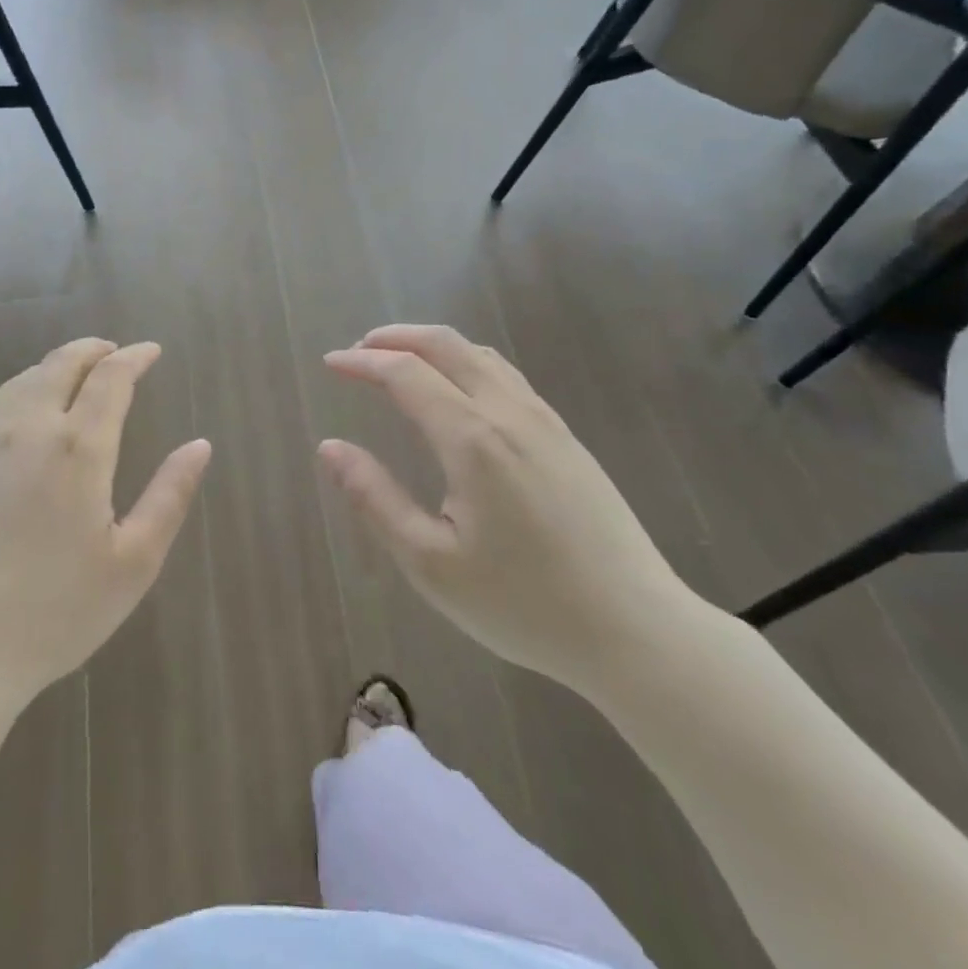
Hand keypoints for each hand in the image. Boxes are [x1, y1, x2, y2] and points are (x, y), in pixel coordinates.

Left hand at [0, 339, 211, 715]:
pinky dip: (9, 402)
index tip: (151, 352)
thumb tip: (200, 445)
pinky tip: (12, 418)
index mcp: (78, 449)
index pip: (110, 379)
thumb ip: (169, 496)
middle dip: (91, 350)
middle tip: (112, 353)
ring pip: (18, 384)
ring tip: (69, 377)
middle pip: (59, 365)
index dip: (134, 358)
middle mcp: (26, 431)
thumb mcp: (132, 563)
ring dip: (50, 369)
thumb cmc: (55, 614)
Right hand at [318, 325, 697, 690]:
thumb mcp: (430, 564)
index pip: (407, 373)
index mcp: (473, 441)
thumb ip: (375, 498)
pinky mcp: (566, 437)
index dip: (363, 362)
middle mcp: (509, 414)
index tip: (330, 363)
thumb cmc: (523, 604)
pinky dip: (465, 362)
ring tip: (398, 362)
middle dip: (395, 338)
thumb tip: (330, 447)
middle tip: (358, 352)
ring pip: (480, 355)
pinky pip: (506, 375)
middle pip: (446, 345)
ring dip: (432, 346)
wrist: (637, 631)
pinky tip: (456, 391)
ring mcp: (545, 422)